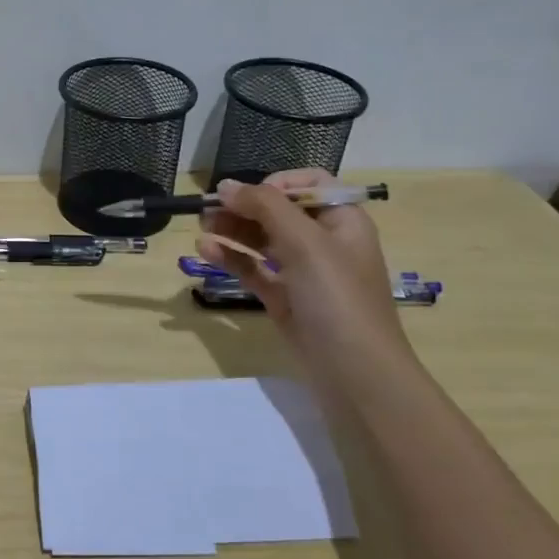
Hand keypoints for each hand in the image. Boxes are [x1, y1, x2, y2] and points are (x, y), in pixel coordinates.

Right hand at [196, 169, 417, 393]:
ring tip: (201, 228)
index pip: (309, 184)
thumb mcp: (306, 243)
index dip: (275, 183)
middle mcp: (325, 243)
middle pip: (279, 211)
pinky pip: (254, 270)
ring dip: (233, 231)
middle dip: (244, 207)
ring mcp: (303, 273)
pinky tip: (207, 252)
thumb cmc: (338, 299)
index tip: (244, 194)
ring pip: (263, 240)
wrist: (356, 374)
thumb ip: (266, 207)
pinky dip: (232, 259)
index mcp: (343, 221)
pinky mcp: (285, 300)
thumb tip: (227, 185)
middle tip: (207, 210)